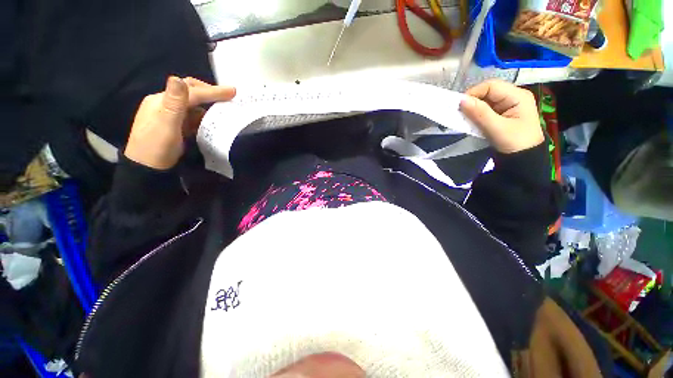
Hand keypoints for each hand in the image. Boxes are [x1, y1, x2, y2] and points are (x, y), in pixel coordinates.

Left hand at [124, 77, 235, 169]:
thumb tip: (177, 78)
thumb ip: (174, 103)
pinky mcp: (175, 125)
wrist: (147, 168)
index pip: (190, 91)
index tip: (233, 92)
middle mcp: (165, 103)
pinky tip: (212, 121)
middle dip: (210, 93)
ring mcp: (170, 115)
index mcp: (161, 100)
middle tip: (229, 97)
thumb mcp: (166, 125)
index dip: (212, 91)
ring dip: (209, 105)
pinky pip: (192, 116)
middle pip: (190, 92)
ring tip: (225, 109)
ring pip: (193, 104)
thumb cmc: (157, 147)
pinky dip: (204, 116)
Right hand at [459, 80, 543, 153]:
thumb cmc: (515, 143)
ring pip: (485, 101)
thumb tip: (461, 100)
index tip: (459, 107)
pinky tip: (471, 122)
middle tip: (460, 114)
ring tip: (464, 119)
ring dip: (473, 109)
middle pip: (487, 92)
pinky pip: (485, 109)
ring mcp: (507, 105)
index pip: (491, 86)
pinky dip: (475, 115)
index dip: (474, 93)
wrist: (524, 159)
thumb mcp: (497, 128)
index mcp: (518, 96)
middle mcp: (513, 96)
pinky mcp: (501, 113)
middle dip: (472, 101)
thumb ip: (480, 113)